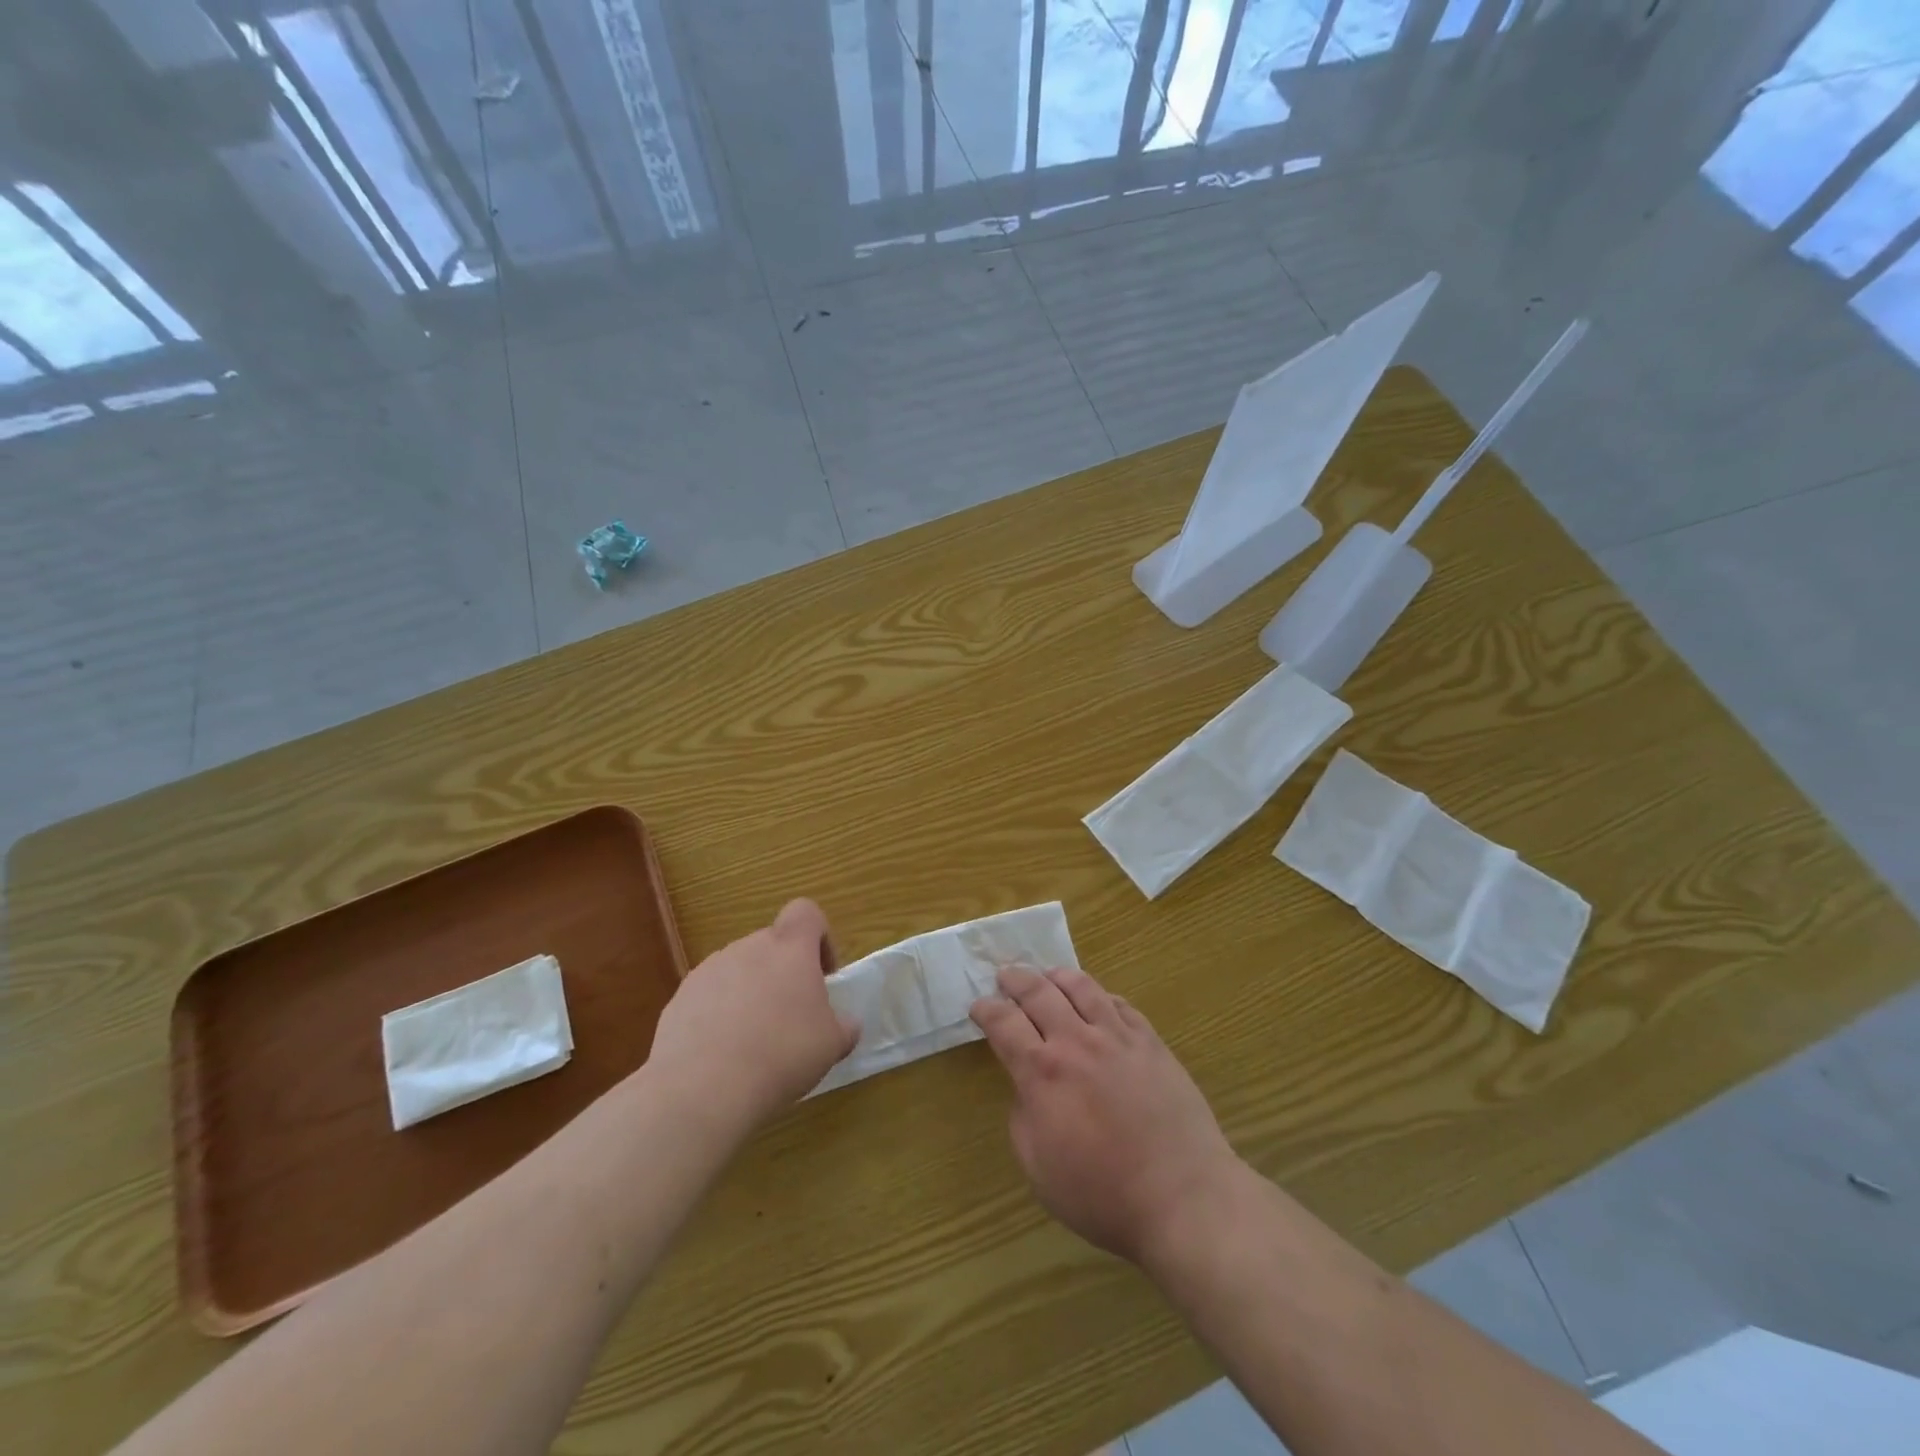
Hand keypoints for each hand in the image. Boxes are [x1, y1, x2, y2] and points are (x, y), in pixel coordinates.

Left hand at [647, 899, 858, 1129]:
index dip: (819, 938)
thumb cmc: (782, 1054)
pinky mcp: (680, 997)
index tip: (822, 976)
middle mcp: (748, 947)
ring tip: (754, 1043)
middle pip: (772, 945)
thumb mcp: (832, 1045)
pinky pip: (710, 997)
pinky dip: (719, 1016)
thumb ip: (843, 1026)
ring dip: (751, 994)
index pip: (806, 912)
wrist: (702, 1087)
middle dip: (783, 974)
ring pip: (740, 971)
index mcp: (790, 947)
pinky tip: (723, 1056)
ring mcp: (709, 969)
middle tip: (792, 1019)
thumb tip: (845, 1024)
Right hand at [970, 966, 1242, 1264]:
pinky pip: (1120, 1004)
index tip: (978, 1006)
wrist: (1182, 1197)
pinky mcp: (1151, 1042)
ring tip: (1047, 976)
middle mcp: (1077, 1042)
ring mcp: (1118, 1037)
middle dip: (1015, 980)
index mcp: (1042, 1072)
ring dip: (1057, 976)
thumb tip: (1027, 1088)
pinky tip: (1097, 1000)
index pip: (1004, 1023)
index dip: (986, 1010)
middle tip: (1005, 976)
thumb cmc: (1102, 1194)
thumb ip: (1023, 1118)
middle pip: (1039, 992)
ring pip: (1082, 987)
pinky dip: (1101, 996)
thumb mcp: (1038, 1168)